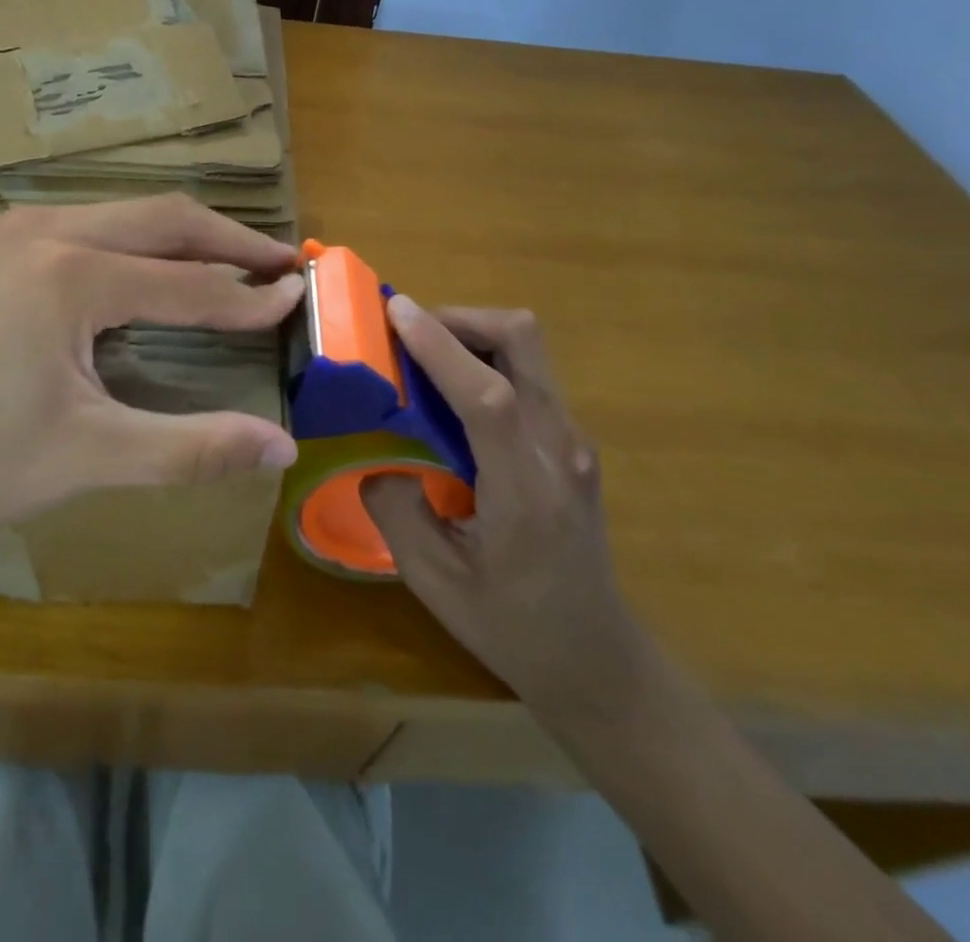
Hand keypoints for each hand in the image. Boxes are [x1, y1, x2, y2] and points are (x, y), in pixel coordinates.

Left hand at [0, 195, 301, 571]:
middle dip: (229, 239)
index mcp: (71, 275)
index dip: (250, 298)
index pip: (189, 283)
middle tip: (281, 261)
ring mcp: (14, 230)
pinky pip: (89, 225)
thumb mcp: (92, 457)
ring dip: (183, 237)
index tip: (299, 296)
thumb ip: (194, 447)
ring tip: (232, 262)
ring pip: (125, 215)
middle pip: (164, 218)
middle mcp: (45, 231)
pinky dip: (138, 244)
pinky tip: (153, 272)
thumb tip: (282, 450)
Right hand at [361, 300, 653, 732]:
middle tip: (407, 331)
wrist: (595, 657)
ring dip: (472, 333)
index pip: (490, 396)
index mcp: (527, 492)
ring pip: (529, 349)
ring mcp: (573, 441)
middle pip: (525, 342)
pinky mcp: (571, 440)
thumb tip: (374, 456)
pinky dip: (485, 359)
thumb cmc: (512, 627)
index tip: (395, 311)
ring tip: (420, 355)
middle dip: (462, 318)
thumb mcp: (435, 582)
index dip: (441, 346)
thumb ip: (396, 511)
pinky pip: (527, 373)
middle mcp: (561, 450)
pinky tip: (450, 392)